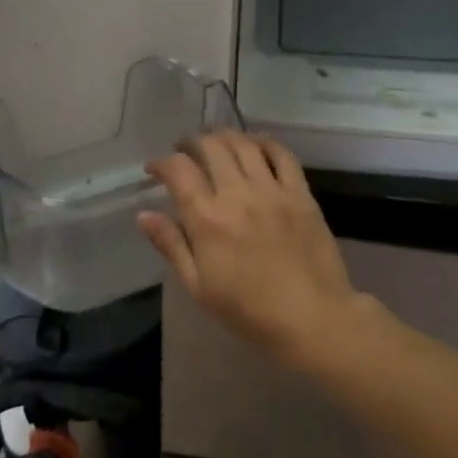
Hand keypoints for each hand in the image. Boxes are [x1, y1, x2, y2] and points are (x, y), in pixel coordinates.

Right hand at [139, 132, 357, 367]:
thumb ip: (171, 245)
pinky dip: (264, 143)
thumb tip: (143, 215)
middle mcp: (238, 195)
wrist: (314, 320)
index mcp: (208, 219)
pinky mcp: (300, 193)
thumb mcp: (199, 287)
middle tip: (184, 152)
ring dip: (223, 137)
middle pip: (210, 146)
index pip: (178, 170)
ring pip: (243, 144)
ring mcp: (272, 191)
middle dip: (190, 143)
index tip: (155, 170)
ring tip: (215, 144)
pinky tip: (254, 147)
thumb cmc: (249, 311)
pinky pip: (281, 154)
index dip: (161, 162)